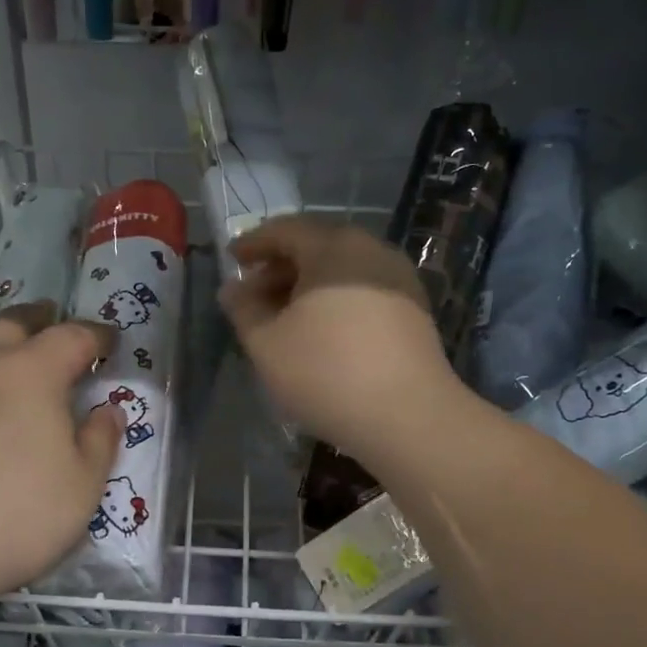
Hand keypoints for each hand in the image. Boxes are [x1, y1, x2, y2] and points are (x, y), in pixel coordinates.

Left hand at [0, 303, 123, 613]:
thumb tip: (107, 409)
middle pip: (14, 322)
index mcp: (33, 372)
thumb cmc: (16, 517)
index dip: (97, 336)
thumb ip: (100, 441)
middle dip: (41, 320)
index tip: (110, 342)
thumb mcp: (83, 486)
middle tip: (55, 326)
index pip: (73, 337)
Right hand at [218, 217, 465, 464]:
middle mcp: (371, 250)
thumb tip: (233, 290)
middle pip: (317, 246)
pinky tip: (322, 333)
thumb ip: (243, 310)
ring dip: (308, 287)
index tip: (232, 259)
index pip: (285, 230)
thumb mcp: (266, 343)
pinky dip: (335, 301)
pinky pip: (364, 291)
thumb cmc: (326, 372)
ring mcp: (399, 279)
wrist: (409, 416)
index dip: (254, 243)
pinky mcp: (415, 310)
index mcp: (333, 246)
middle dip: (280, 268)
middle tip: (254, 295)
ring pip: (342, 270)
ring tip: (284, 319)